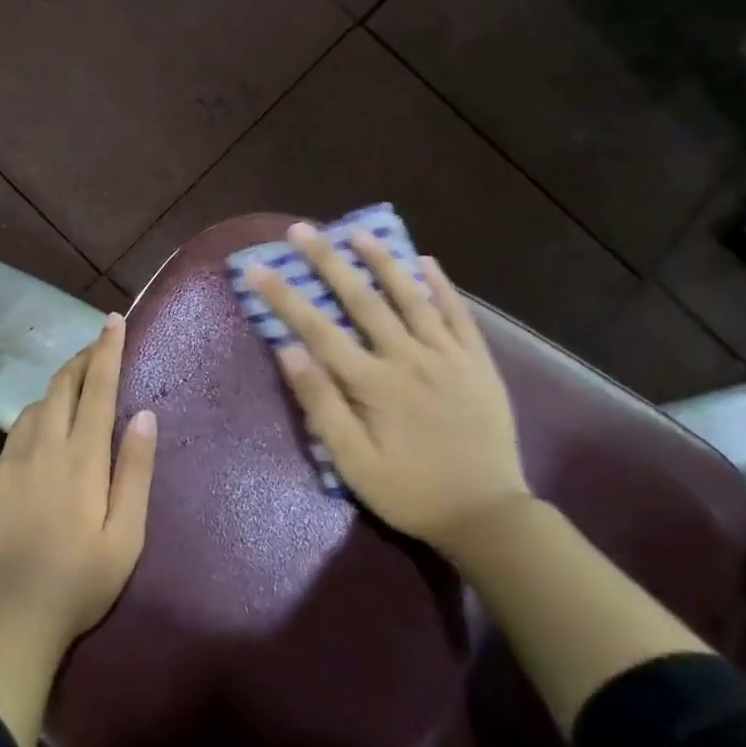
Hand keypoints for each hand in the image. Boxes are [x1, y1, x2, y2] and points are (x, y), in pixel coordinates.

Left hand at [0, 313, 157, 650]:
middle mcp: (42, 445)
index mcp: (81, 456)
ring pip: (34, 407)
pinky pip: (13, 436)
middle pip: (61, 386)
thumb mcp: (126, 533)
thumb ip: (135, 470)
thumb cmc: (80, 579)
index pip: (97, 387)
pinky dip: (33, 424)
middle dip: (79, 360)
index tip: (112, 320)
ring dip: (55, 392)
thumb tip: (143, 414)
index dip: (106, 350)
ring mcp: (9, 460)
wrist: (10, 615)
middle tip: (94, 348)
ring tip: (71, 395)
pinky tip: (38, 443)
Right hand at [249, 224, 529, 555]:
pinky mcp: (479, 364)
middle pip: (361, 300)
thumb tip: (288, 350)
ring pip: (411, 298)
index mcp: (373, 383)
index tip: (256, 267)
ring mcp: (448, 357)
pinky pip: (459, 315)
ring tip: (358, 232)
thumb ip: (321, 404)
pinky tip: (426, 262)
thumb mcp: (353, 462)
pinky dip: (442, 286)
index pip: (317, 329)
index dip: (283, 296)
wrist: (489, 516)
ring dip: (382, 262)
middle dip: (327, 261)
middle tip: (302, 230)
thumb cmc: (410, 492)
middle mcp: (409, 358)